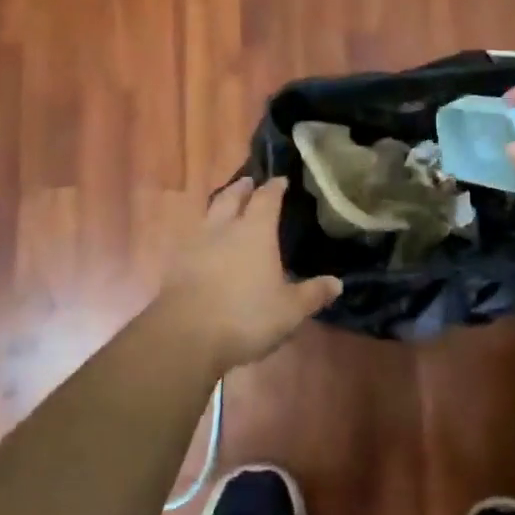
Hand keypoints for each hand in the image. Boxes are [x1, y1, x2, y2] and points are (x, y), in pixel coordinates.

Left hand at [150, 176, 341, 372]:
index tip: (281, 180)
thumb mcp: (289, 310)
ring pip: (208, 214)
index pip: (267, 199)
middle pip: (231, 198)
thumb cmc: (245, 316)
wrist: (185, 334)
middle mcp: (224, 228)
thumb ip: (312, 294)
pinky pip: (193, 237)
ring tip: (226, 207)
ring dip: (219, 206)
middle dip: (242, 188)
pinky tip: (205, 245)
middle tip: (249, 183)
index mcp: (255, 232)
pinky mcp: (177, 264)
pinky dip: (203, 233)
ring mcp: (196, 244)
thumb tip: (337, 283)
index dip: (275, 187)